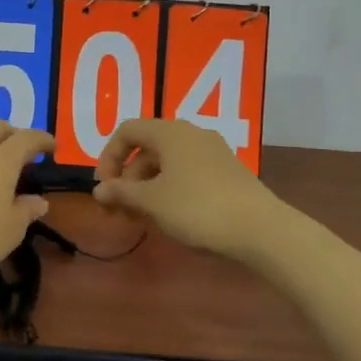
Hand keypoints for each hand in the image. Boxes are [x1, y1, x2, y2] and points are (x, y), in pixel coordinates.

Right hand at [92, 118, 277, 257]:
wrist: (260, 229)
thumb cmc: (197, 208)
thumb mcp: (152, 202)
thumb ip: (122, 193)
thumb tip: (99, 190)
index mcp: (170, 132)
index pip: (127, 131)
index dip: (108, 157)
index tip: (104, 188)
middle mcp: (191, 134)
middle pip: (147, 148)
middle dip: (127, 178)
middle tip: (119, 211)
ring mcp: (212, 152)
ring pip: (167, 163)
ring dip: (146, 187)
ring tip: (141, 219)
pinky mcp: (227, 172)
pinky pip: (186, 173)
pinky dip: (169, 190)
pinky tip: (169, 217)